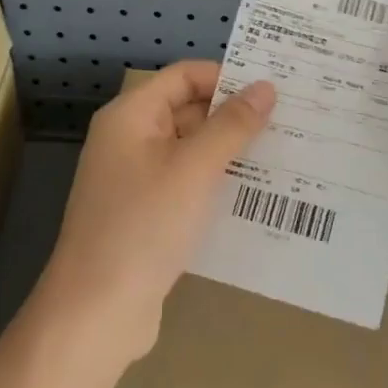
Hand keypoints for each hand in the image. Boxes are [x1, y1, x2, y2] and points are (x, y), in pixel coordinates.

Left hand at [32, 62, 275, 367]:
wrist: (96, 311)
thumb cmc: (144, 226)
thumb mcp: (194, 169)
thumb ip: (232, 125)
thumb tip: (265, 87)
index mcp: (131, 116)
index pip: (184, 76)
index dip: (227, 77)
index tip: (274, 88)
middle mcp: (130, 140)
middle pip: (188, 110)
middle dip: (235, 115)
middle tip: (291, 121)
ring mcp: (137, 180)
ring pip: (191, 151)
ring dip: (231, 152)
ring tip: (286, 154)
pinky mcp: (147, 215)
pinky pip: (188, 185)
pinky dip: (217, 184)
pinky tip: (257, 195)